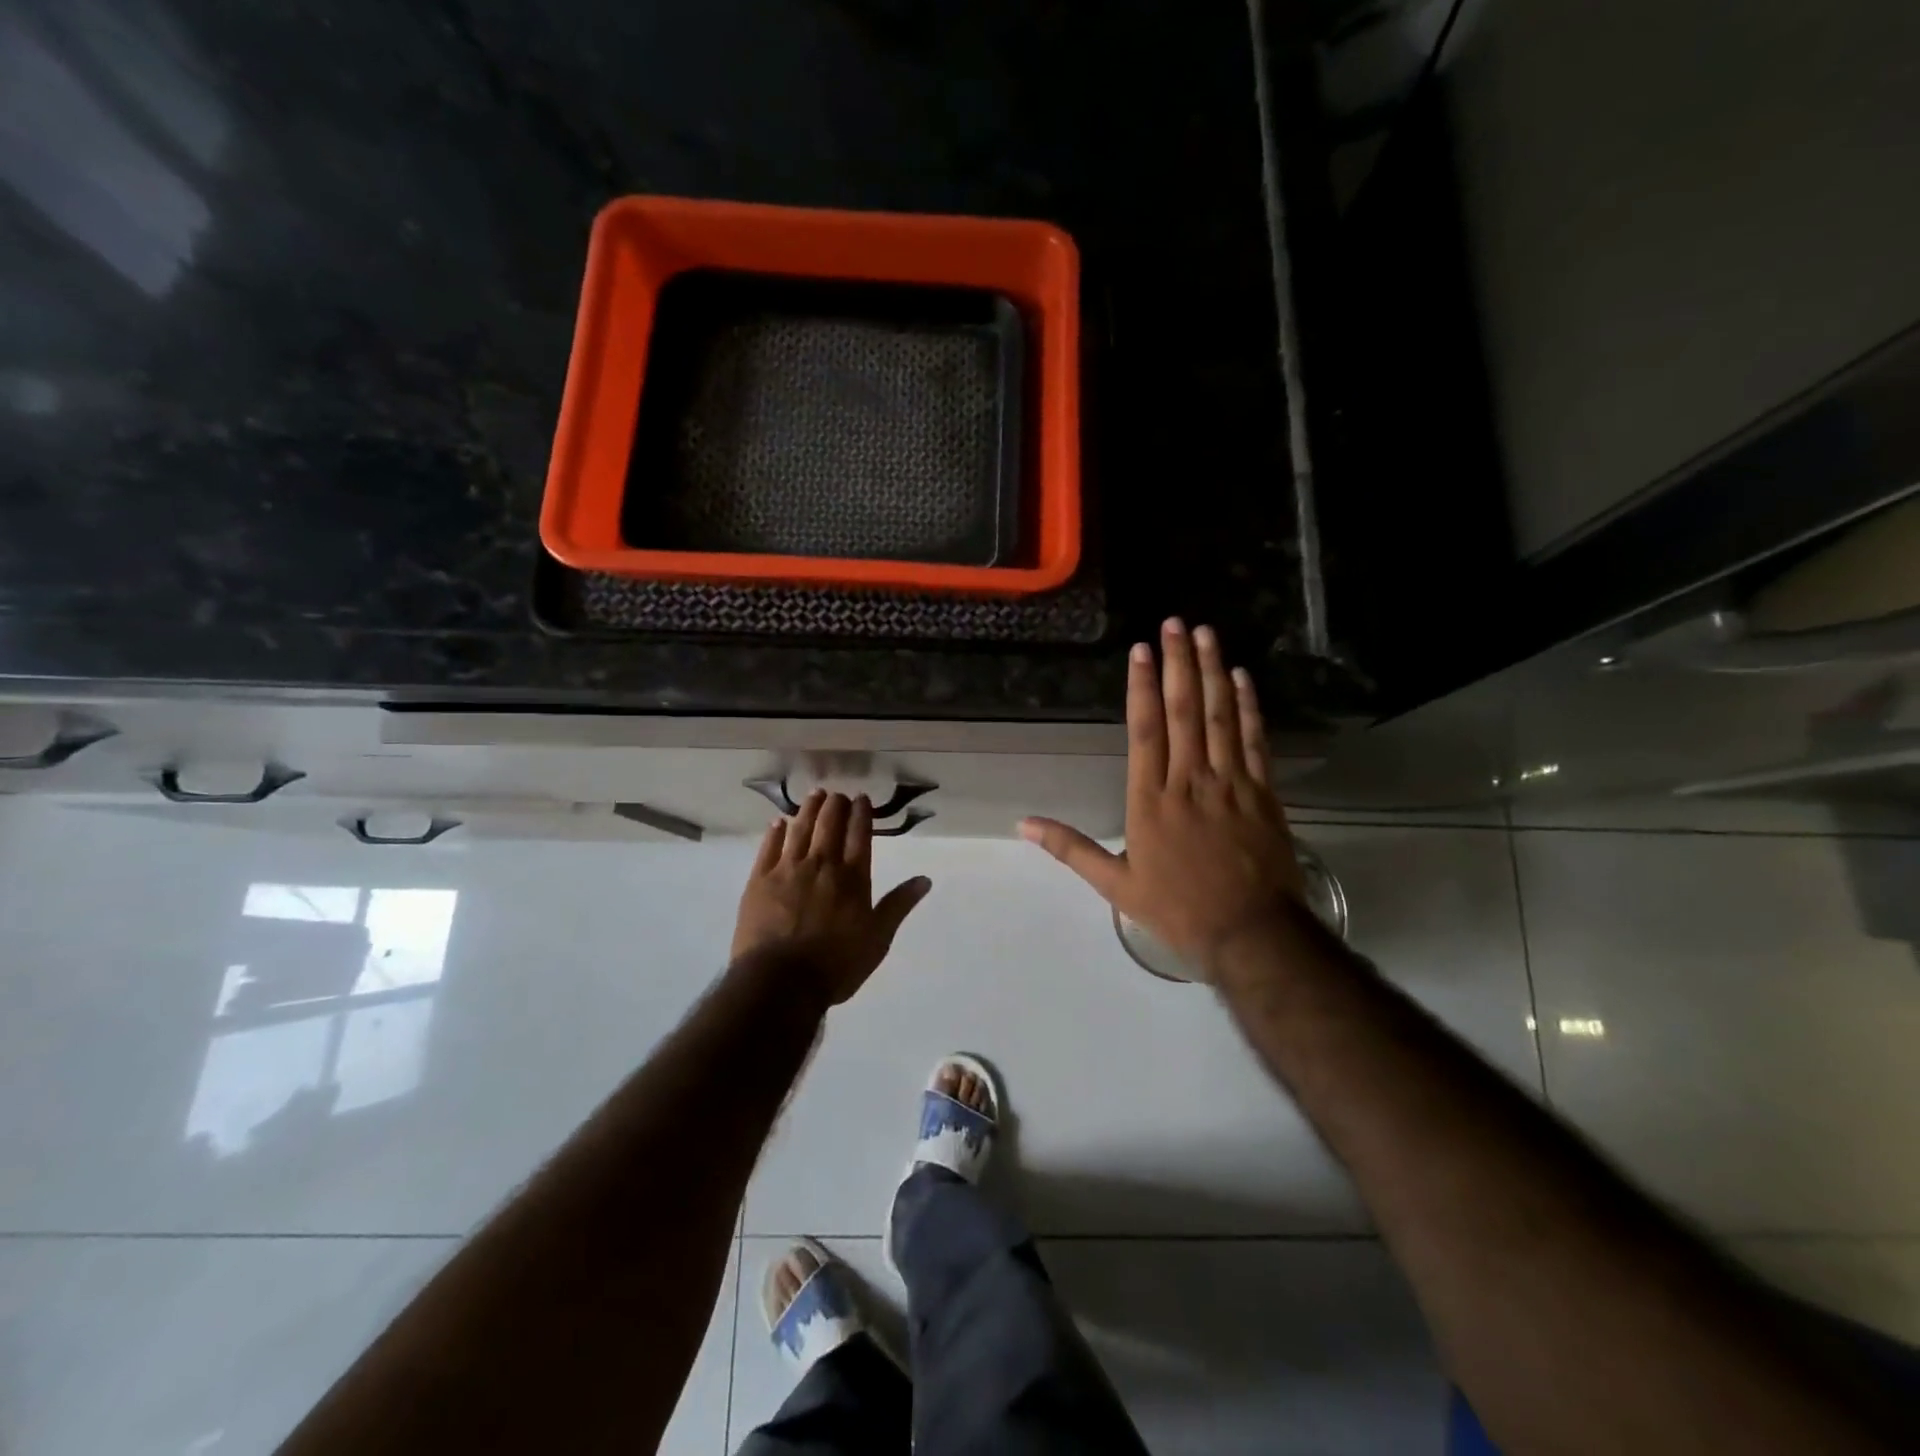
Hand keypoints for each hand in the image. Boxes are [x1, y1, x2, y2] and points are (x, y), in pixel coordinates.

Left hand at [732, 791, 931, 1006]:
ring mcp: (788, 870)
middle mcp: (822, 865)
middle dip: (835, 805)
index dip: (861, 813)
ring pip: (800, 829)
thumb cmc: (836, 965)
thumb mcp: (877, 939)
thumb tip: (925, 879)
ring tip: (815, 795)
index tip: (861, 798)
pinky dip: (776, 832)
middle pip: (829, 825)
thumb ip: (898, 905)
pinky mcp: (759, 880)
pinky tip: (779, 823)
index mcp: (852, 878)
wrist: (781, 981)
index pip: (859, 835)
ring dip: (808, 809)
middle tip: (837, 795)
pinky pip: (769, 848)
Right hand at [1020, 620, 1304, 976]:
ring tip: (1205, 634)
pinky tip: (1241, 677)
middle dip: (1178, 663)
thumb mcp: (1115, 885)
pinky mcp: (1263, 793)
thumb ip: (1071, 848)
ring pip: (1219, 717)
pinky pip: (1254, 741)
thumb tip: (1024, 823)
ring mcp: (1230, 784)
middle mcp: (1190, 781)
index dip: (1142, 687)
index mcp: (1151, 801)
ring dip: (1211, 672)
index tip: (1141, 650)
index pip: (1145, 731)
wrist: (1250, 934)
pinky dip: (1247, 707)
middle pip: (1184, 712)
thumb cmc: (1178, 909)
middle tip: (1175, 623)